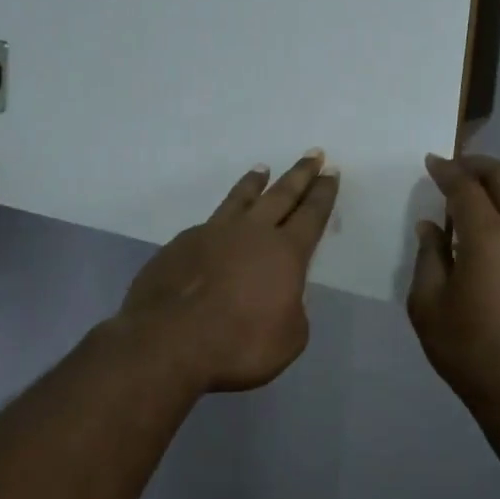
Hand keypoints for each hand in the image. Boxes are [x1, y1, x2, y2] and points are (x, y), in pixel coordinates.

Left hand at [117, 150, 339, 393]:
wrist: (168, 341)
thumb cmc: (239, 344)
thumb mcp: (288, 338)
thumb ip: (292, 310)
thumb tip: (281, 296)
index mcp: (285, 253)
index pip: (311, 215)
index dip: (324, 193)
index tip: (331, 170)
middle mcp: (251, 232)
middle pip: (281, 195)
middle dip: (300, 174)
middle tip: (312, 153)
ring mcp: (213, 233)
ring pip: (240, 199)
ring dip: (254, 183)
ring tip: (262, 169)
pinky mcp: (181, 244)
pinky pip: (208, 223)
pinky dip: (221, 217)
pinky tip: (217, 224)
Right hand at [407, 154, 499, 425]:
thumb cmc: (469, 351)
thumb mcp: (429, 305)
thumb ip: (428, 256)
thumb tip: (431, 226)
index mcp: (491, 240)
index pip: (468, 189)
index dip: (448, 172)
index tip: (433, 162)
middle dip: (480, 167)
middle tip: (456, 168)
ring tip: (477, 195)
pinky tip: (499, 226)